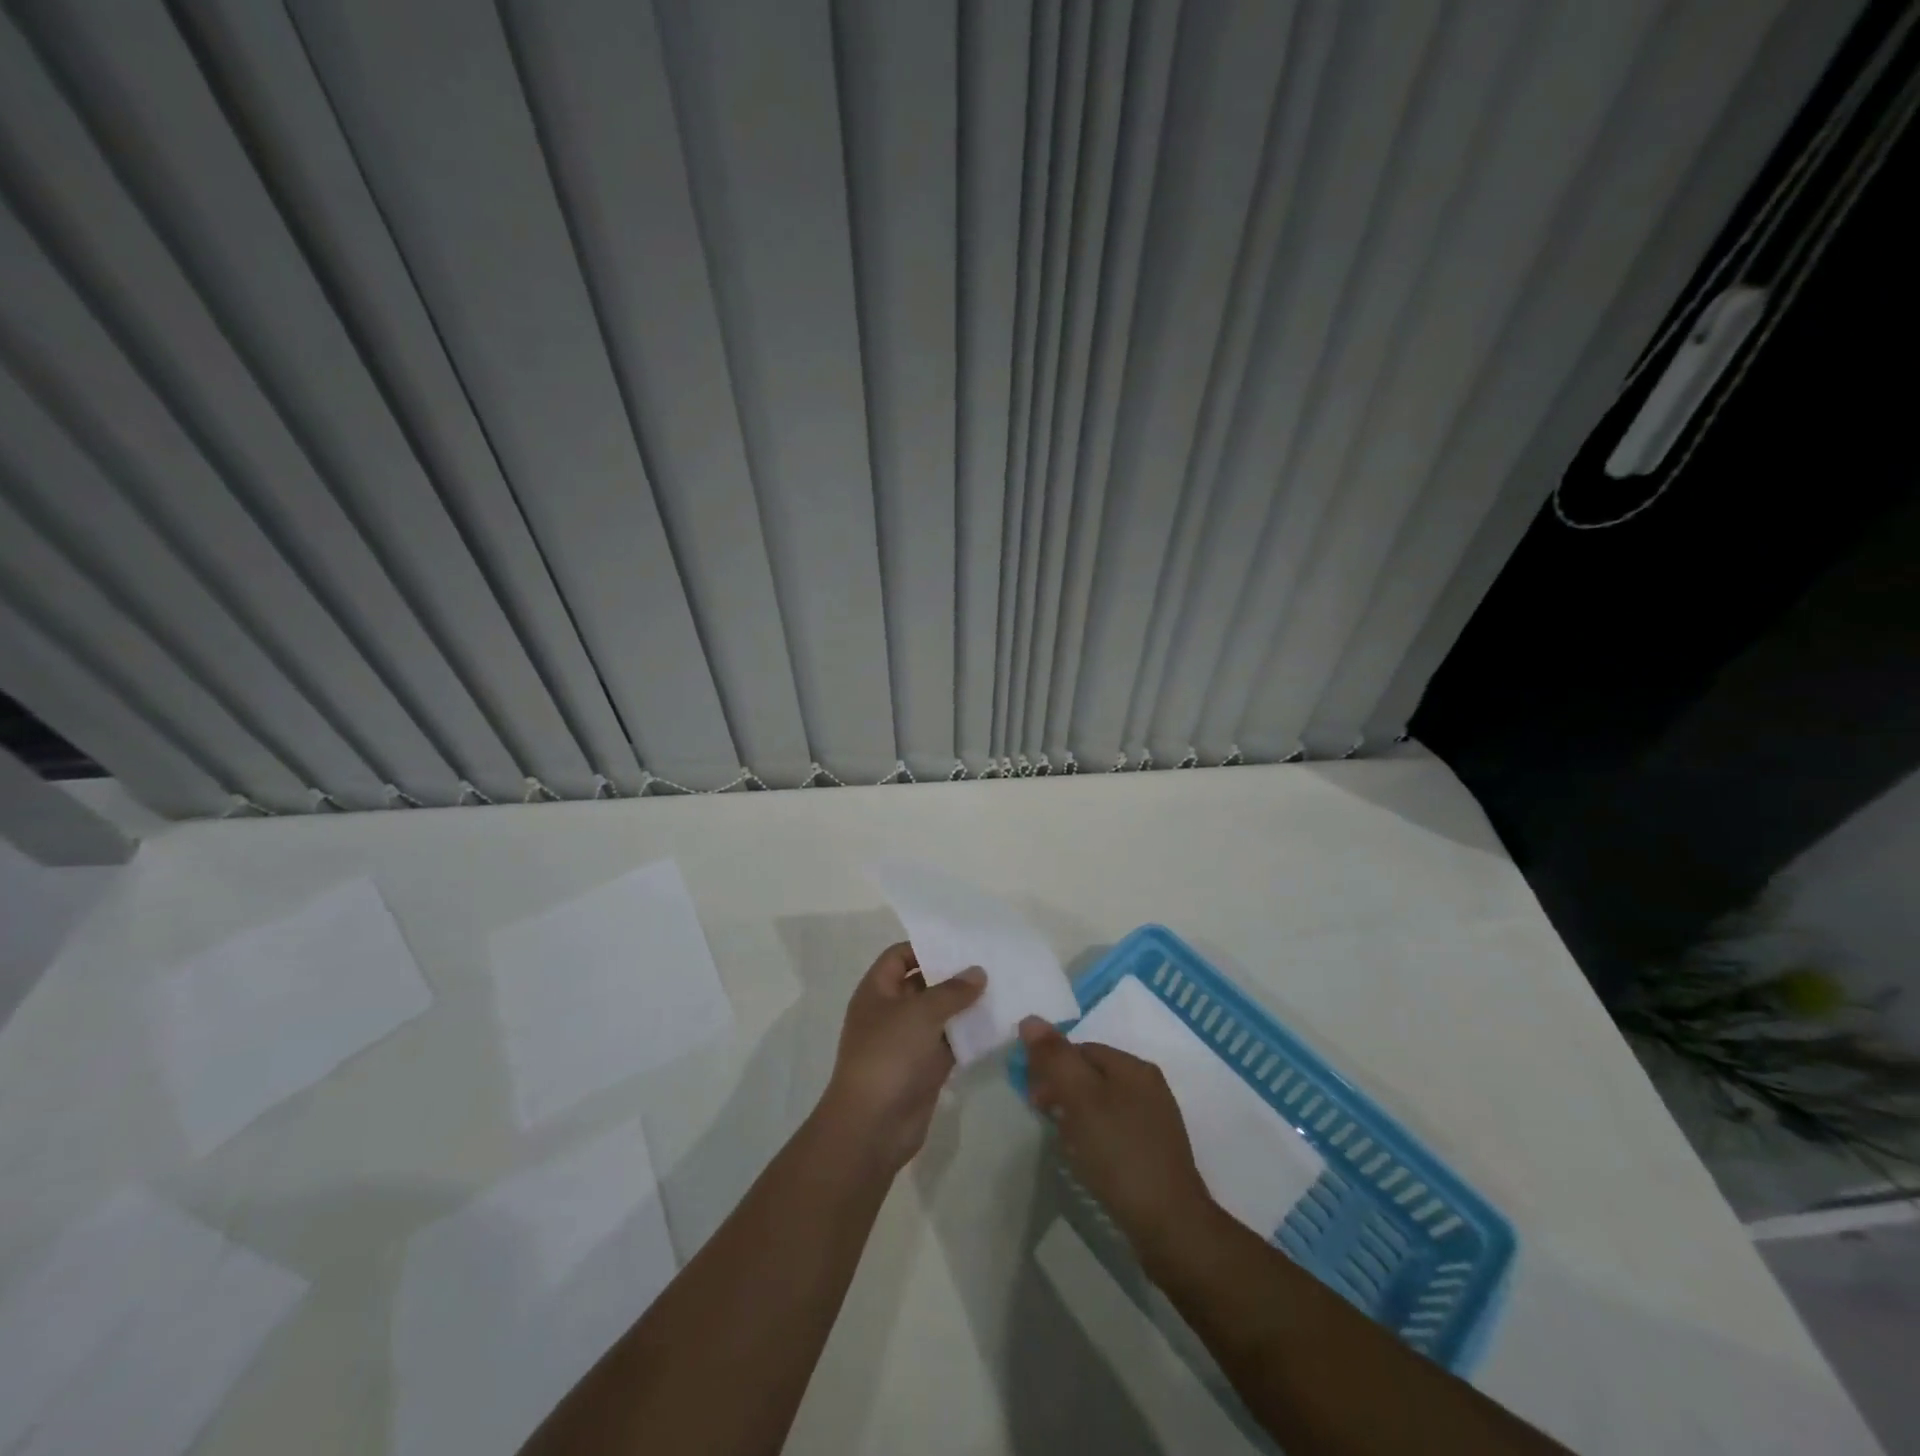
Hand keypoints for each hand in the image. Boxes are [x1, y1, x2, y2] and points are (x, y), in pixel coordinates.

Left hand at [821, 943, 986, 1171]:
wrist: (873, 1125)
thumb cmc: (889, 1055)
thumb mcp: (921, 1013)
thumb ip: (952, 990)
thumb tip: (978, 972)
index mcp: (877, 991)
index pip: (899, 956)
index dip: (926, 947)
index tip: (960, 944)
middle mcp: (890, 1012)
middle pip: (922, 984)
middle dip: (952, 976)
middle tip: (989, 964)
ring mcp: (907, 1042)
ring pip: (938, 1015)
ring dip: (963, 1006)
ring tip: (1000, 990)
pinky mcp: (924, 1068)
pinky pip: (948, 1043)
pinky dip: (967, 1035)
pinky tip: (995, 1025)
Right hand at [1018, 1017, 1214, 1260]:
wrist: (1170, 1227)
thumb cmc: (1120, 1154)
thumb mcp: (1080, 1100)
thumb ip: (1055, 1058)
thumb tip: (1030, 1020)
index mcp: (1134, 1067)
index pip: (1082, 1049)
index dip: (1052, 1065)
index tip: (1032, 1096)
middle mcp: (1149, 1087)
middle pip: (1093, 1075)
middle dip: (1063, 1090)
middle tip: (1042, 1117)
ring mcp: (1155, 1122)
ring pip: (1103, 1104)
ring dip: (1076, 1115)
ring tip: (1062, 1142)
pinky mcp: (1155, 1154)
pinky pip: (1115, 1131)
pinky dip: (1094, 1138)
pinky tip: (1087, 1160)